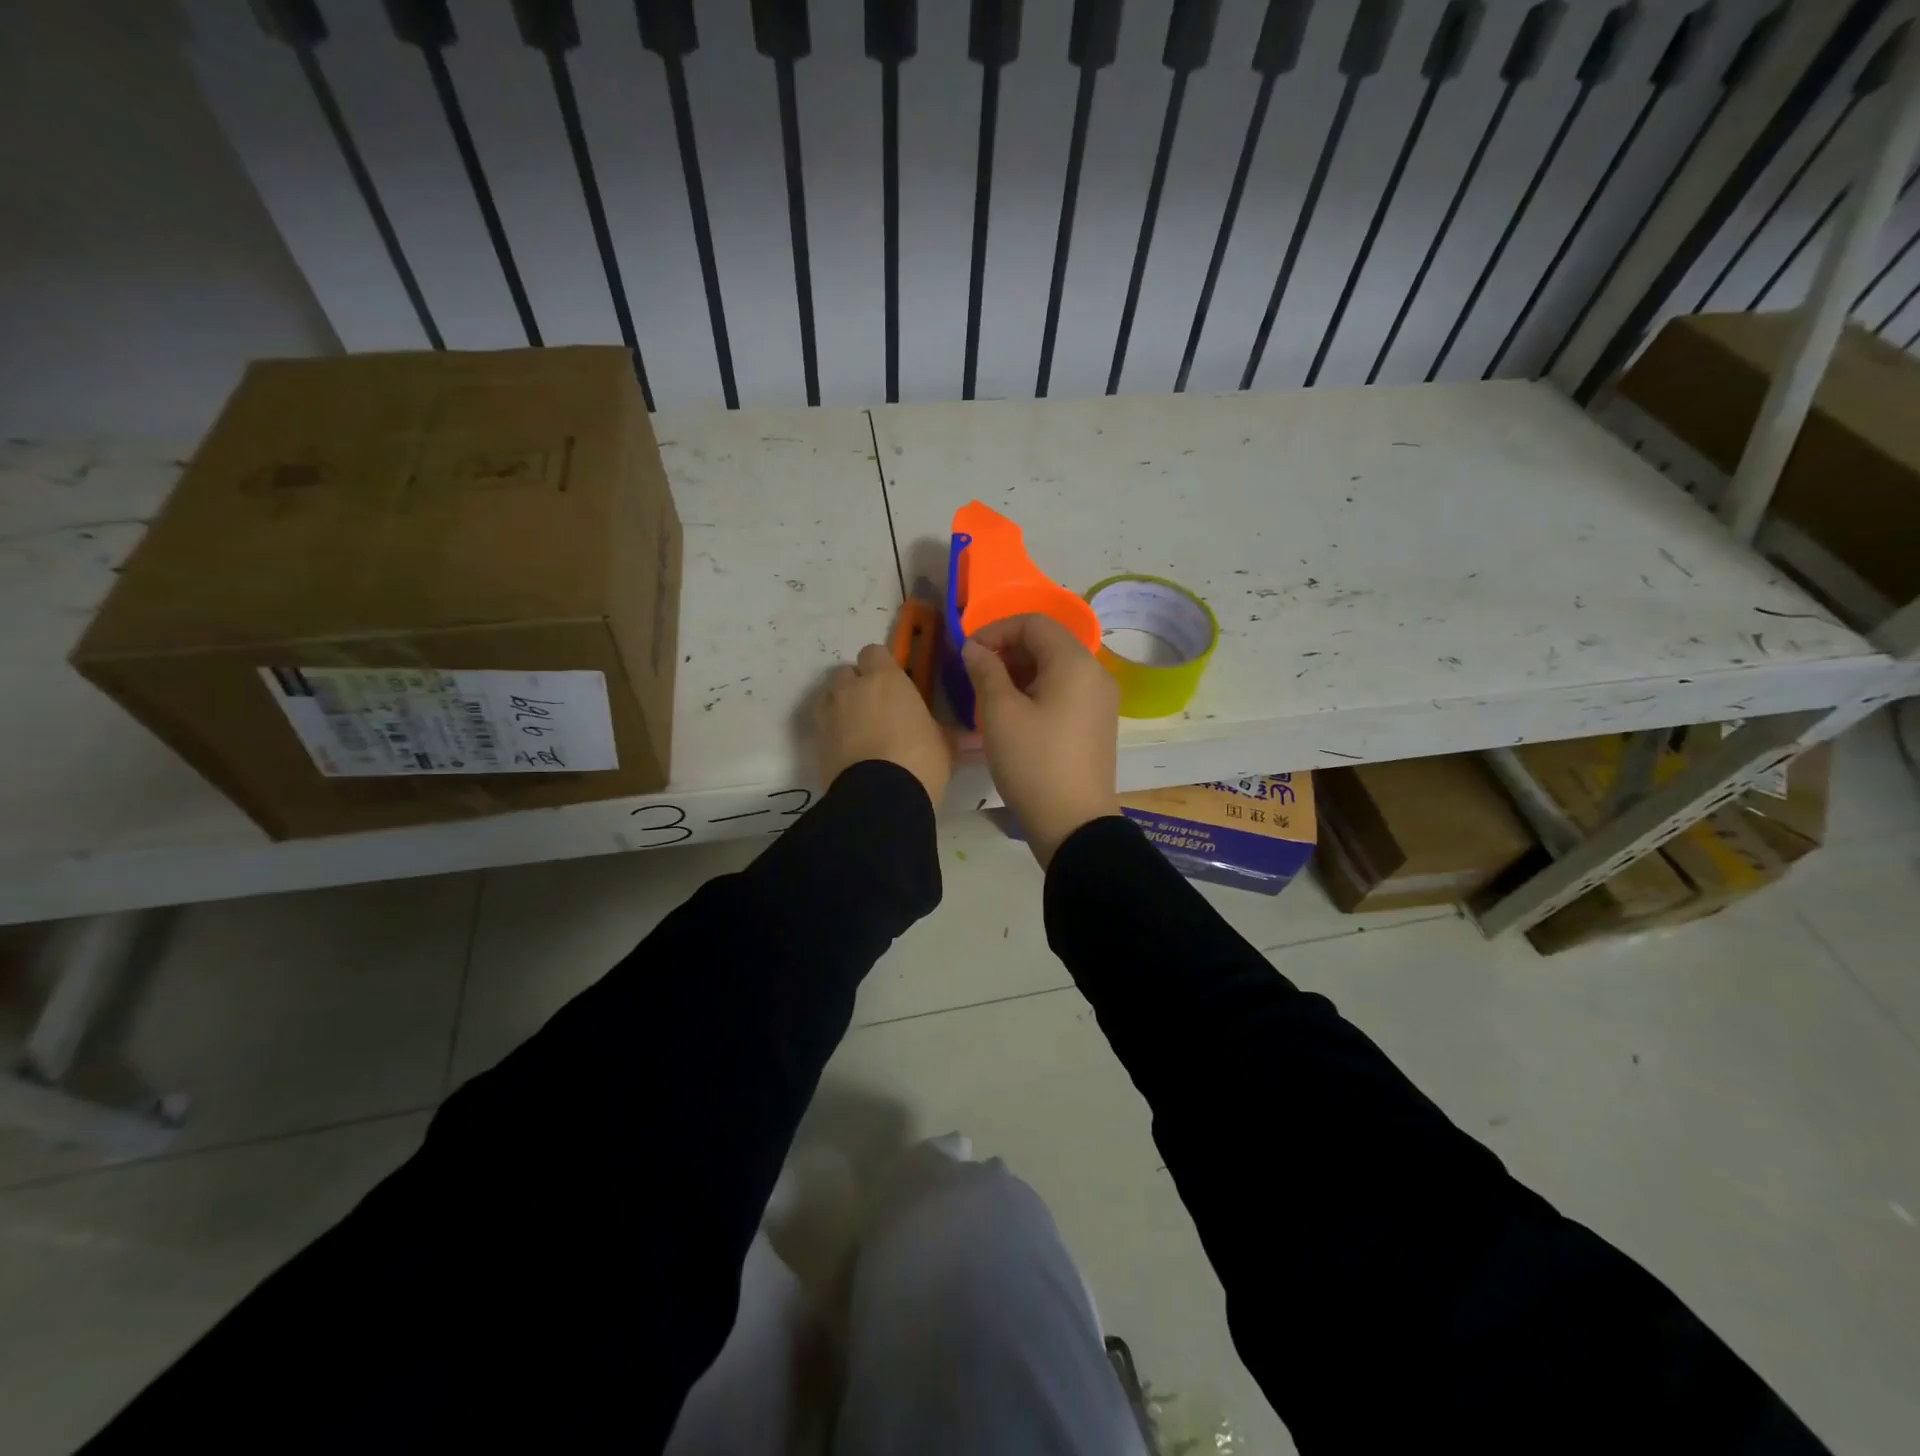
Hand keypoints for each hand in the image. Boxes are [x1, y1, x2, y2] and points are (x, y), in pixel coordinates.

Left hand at [813, 643, 952, 806]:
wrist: (880, 798)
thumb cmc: (920, 760)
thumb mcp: (944, 742)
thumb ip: (938, 727)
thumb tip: (952, 731)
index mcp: (885, 679)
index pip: (874, 652)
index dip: (882, 666)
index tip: (893, 684)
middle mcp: (851, 688)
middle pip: (844, 672)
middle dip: (856, 684)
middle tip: (874, 707)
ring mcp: (828, 714)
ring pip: (828, 696)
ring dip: (839, 705)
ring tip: (856, 729)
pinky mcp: (815, 742)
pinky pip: (821, 726)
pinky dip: (831, 732)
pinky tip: (846, 750)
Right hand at [962, 614, 1119, 868]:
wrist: (1074, 823)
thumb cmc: (1033, 763)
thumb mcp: (999, 714)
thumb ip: (985, 671)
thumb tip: (975, 648)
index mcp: (1075, 663)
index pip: (1034, 623)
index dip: (996, 630)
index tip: (969, 654)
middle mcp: (1095, 673)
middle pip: (1048, 642)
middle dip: (1008, 651)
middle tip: (977, 676)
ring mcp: (1100, 700)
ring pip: (1056, 667)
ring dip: (1021, 672)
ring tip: (991, 697)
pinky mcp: (1097, 723)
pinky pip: (1065, 691)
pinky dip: (1038, 691)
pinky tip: (1015, 716)